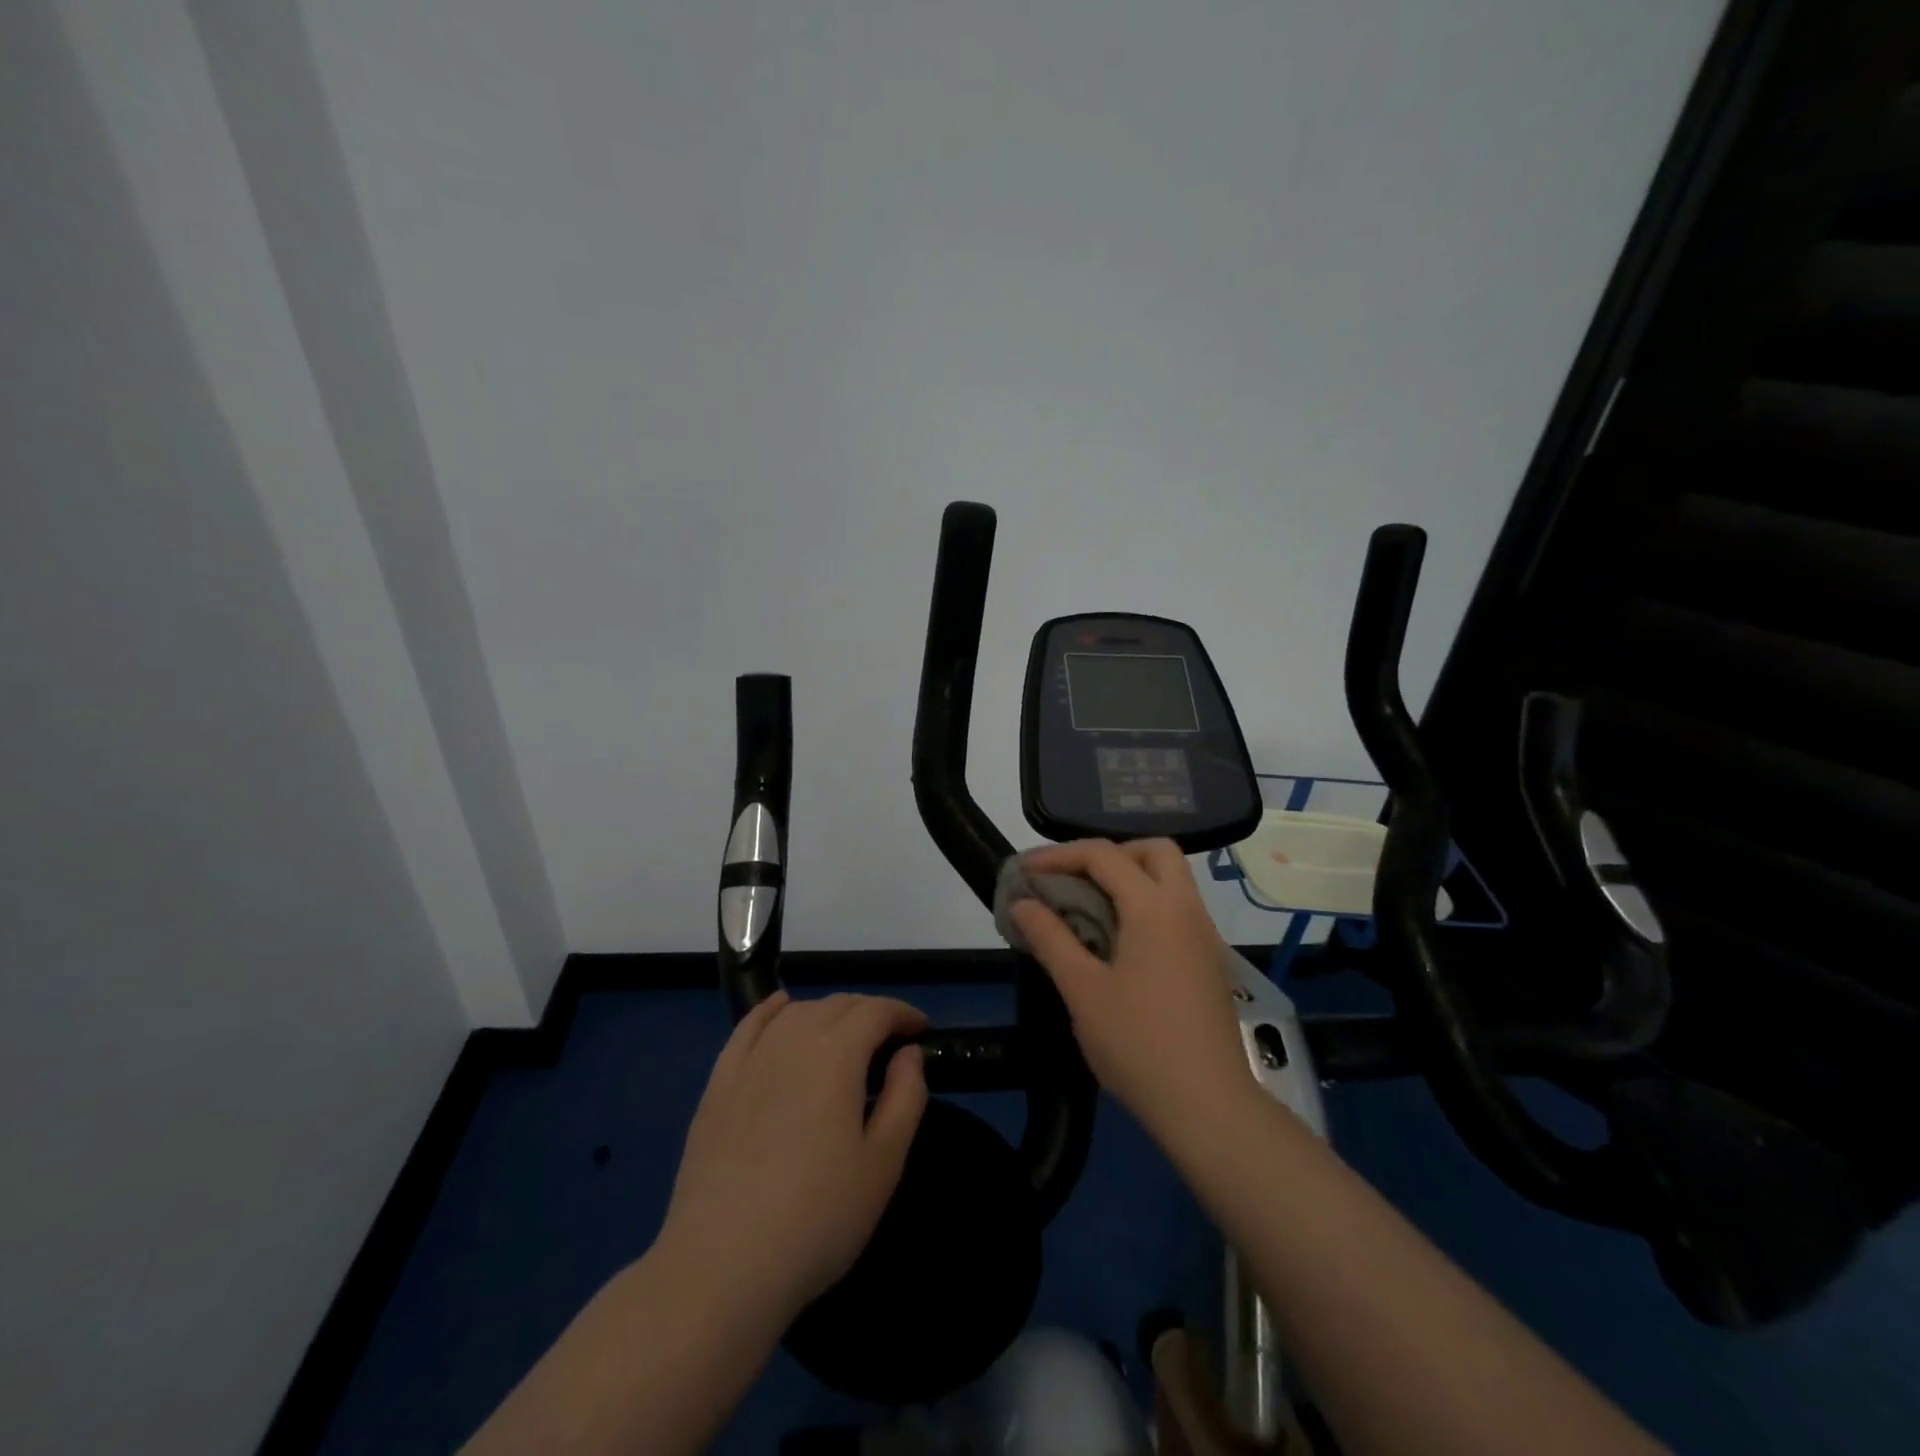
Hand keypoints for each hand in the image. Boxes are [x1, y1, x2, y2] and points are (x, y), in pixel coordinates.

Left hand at [658, 992, 928, 1325]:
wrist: (721, 1268)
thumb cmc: (817, 1219)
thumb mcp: (883, 1164)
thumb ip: (906, 1097)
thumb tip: (908, 1052)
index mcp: (836, 1055)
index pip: (876, 1011)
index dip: (903, 1014)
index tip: (921, 1031)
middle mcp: (792, 1041)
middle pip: (837, 1005)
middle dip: (870, 1012)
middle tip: (890, 1041)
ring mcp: (749, 1061)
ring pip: (796, 1012)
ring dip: (828, 1012)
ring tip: (845, 1035)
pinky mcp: (718, 1085)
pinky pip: (748, 1027)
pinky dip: (771, 1009)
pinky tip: (781, 1007)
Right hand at [1011, 839, 1253, 1136]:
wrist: (1207, 1106)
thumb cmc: (1138, 1044)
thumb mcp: (1082, 989)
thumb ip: (1050, 938)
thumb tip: (1022, 903)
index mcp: (1155, 908)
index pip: (1104, 855)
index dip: (1059, 856)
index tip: (1026, 872)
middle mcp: (1186, 909)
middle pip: (1154, 851)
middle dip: (1109, 854)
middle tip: (1073, 880)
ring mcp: (1204, 935)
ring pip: (1170, 879)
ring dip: (1129, 878)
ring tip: (1088, 908)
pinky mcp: (1208, 961)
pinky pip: (1176, 909)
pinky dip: (1145, 904)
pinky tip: (1118, 941)